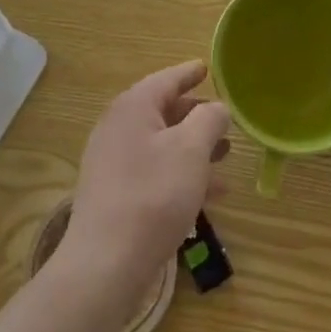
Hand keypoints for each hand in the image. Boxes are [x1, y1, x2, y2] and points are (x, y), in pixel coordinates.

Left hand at [62, 61, 231, 308]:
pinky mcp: (115, 195)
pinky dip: (181, 174)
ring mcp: (113, 163)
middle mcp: (118, 128)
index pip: (167, 79)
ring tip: (225, 157)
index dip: (190, 73)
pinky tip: (209, 194)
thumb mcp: (191, 150)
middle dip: (196, 116)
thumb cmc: (153, 195)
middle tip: (224, 119)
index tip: (207, 67)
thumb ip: (209, 120)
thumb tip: (216, 108)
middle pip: (163, 111)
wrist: (105, 264)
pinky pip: (154, 172)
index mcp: (133, 107)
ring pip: (162, 145)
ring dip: (193, 148)